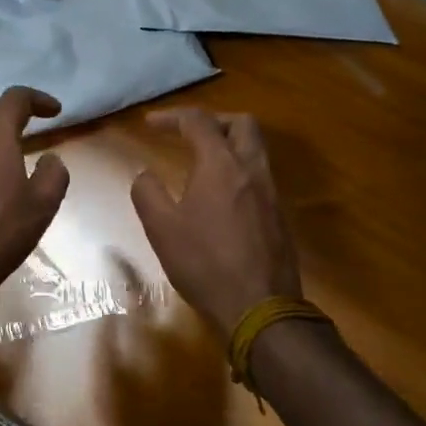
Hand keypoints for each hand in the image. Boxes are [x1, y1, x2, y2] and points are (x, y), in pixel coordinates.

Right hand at [131, 108, 301, 337]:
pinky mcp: (280, 216)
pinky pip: (260, 177)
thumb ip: (148, 193)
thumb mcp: (162, 229)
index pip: (199, 122)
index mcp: (221, 165)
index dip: (172, 117)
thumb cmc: (205, 263)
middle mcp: (252, 170)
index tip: (150, 124)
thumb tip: (145, 174)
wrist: (260, 308)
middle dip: (212, 121)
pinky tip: (220, 197)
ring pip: (255, 150)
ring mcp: (271, 193)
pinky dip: (238, 171)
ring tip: (202, 163)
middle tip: (187, 134)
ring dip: (229, 145)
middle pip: (241, 124)